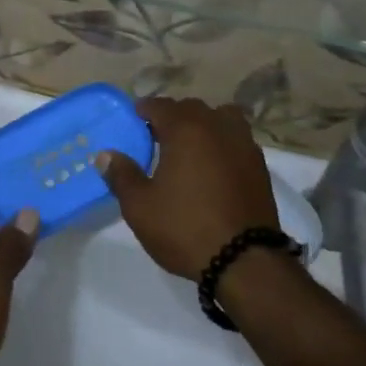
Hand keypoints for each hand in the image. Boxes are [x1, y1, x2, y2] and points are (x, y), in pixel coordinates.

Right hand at [96, 97, 278, 280]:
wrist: (244, 260)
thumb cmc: (185, 228)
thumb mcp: (140, 206)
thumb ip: (121, 176)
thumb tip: (106, 155)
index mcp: (186, 129)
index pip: (161, 105)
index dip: (144, 109)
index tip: (134, 118)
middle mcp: (217, 126)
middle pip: (192, 108)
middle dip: (173, 116)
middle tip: (157, 136)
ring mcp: (243, 143)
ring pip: (221, 118)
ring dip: (204, 124)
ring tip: (190, 146)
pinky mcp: (259, 165)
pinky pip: (236, 139)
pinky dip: (222, 142)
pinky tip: (213, 165)